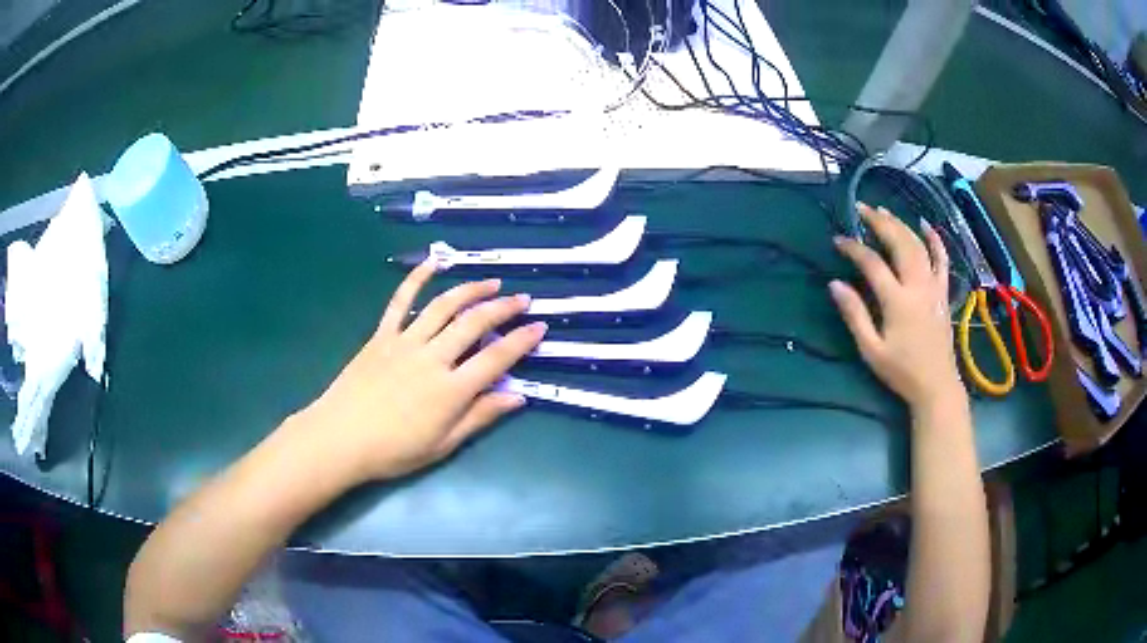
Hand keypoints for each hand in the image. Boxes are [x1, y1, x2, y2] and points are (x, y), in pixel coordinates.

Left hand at [295, 260, 545, 481]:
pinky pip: (401, 302)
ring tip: (491, 283)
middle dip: (503, 308)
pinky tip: (433, 264)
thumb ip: (480, 417)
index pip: (496, 358)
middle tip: (523, 299)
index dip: (522, 341)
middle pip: (474, 324)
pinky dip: (417, 280)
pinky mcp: (382, 336)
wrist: (340, 439)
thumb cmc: (394, 450)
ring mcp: (405, 342)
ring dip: (470, 290)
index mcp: (451, 390)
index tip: (540, 327)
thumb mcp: (443, 444)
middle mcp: (433, 358)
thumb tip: (517, 397)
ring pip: (444, 307)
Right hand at [829, 203, 963, 409]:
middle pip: (899, 243)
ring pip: (918, 245)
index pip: (872, 263)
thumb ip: (854, 315)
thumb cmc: (901, 371)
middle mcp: (917, 286)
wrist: (937, 385)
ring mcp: (934, 287)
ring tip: (884, 210)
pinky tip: (925, 225)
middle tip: (861, 209)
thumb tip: (834, 284)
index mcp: (897, 301)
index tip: (838, 240)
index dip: (853, 248)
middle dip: (879, 222)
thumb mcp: (871, 350)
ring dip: (900, 224)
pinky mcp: (943, 292)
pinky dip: (935, 240)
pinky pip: (942, 259)